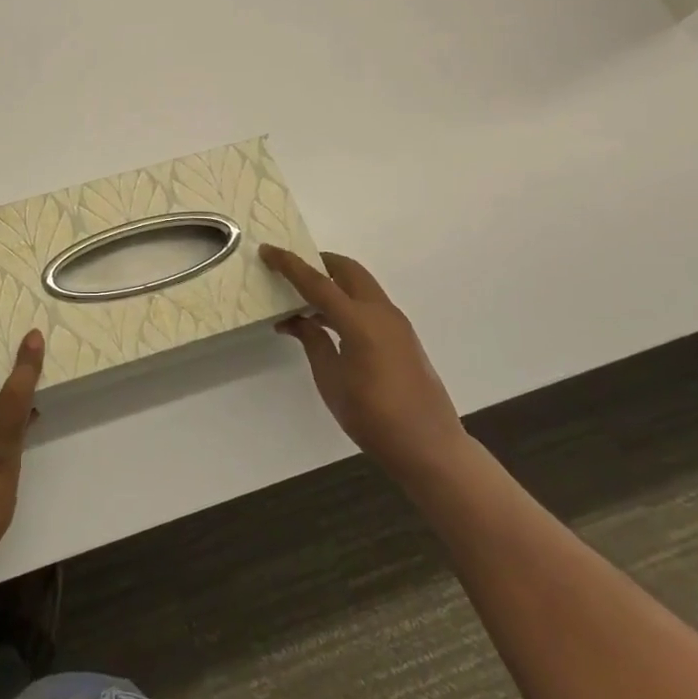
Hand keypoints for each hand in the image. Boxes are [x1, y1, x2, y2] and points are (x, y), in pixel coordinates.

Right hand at [261, 245, 468, 486]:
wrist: (430, 447)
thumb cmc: (373, 417)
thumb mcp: (331, 380)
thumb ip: (313, 342)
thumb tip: (295, 320)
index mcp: (360, 322)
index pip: (318, 283)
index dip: (290, 265)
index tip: (267, 251)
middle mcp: (381, 313)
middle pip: (347, 270)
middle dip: (318, 263)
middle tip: (290, 270)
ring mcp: (396, 323)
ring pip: (360, 284)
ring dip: (333, 283)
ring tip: (303, 301)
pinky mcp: (402, 336)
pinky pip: (369, 303)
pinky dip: (346, 301)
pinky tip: (327, 324)